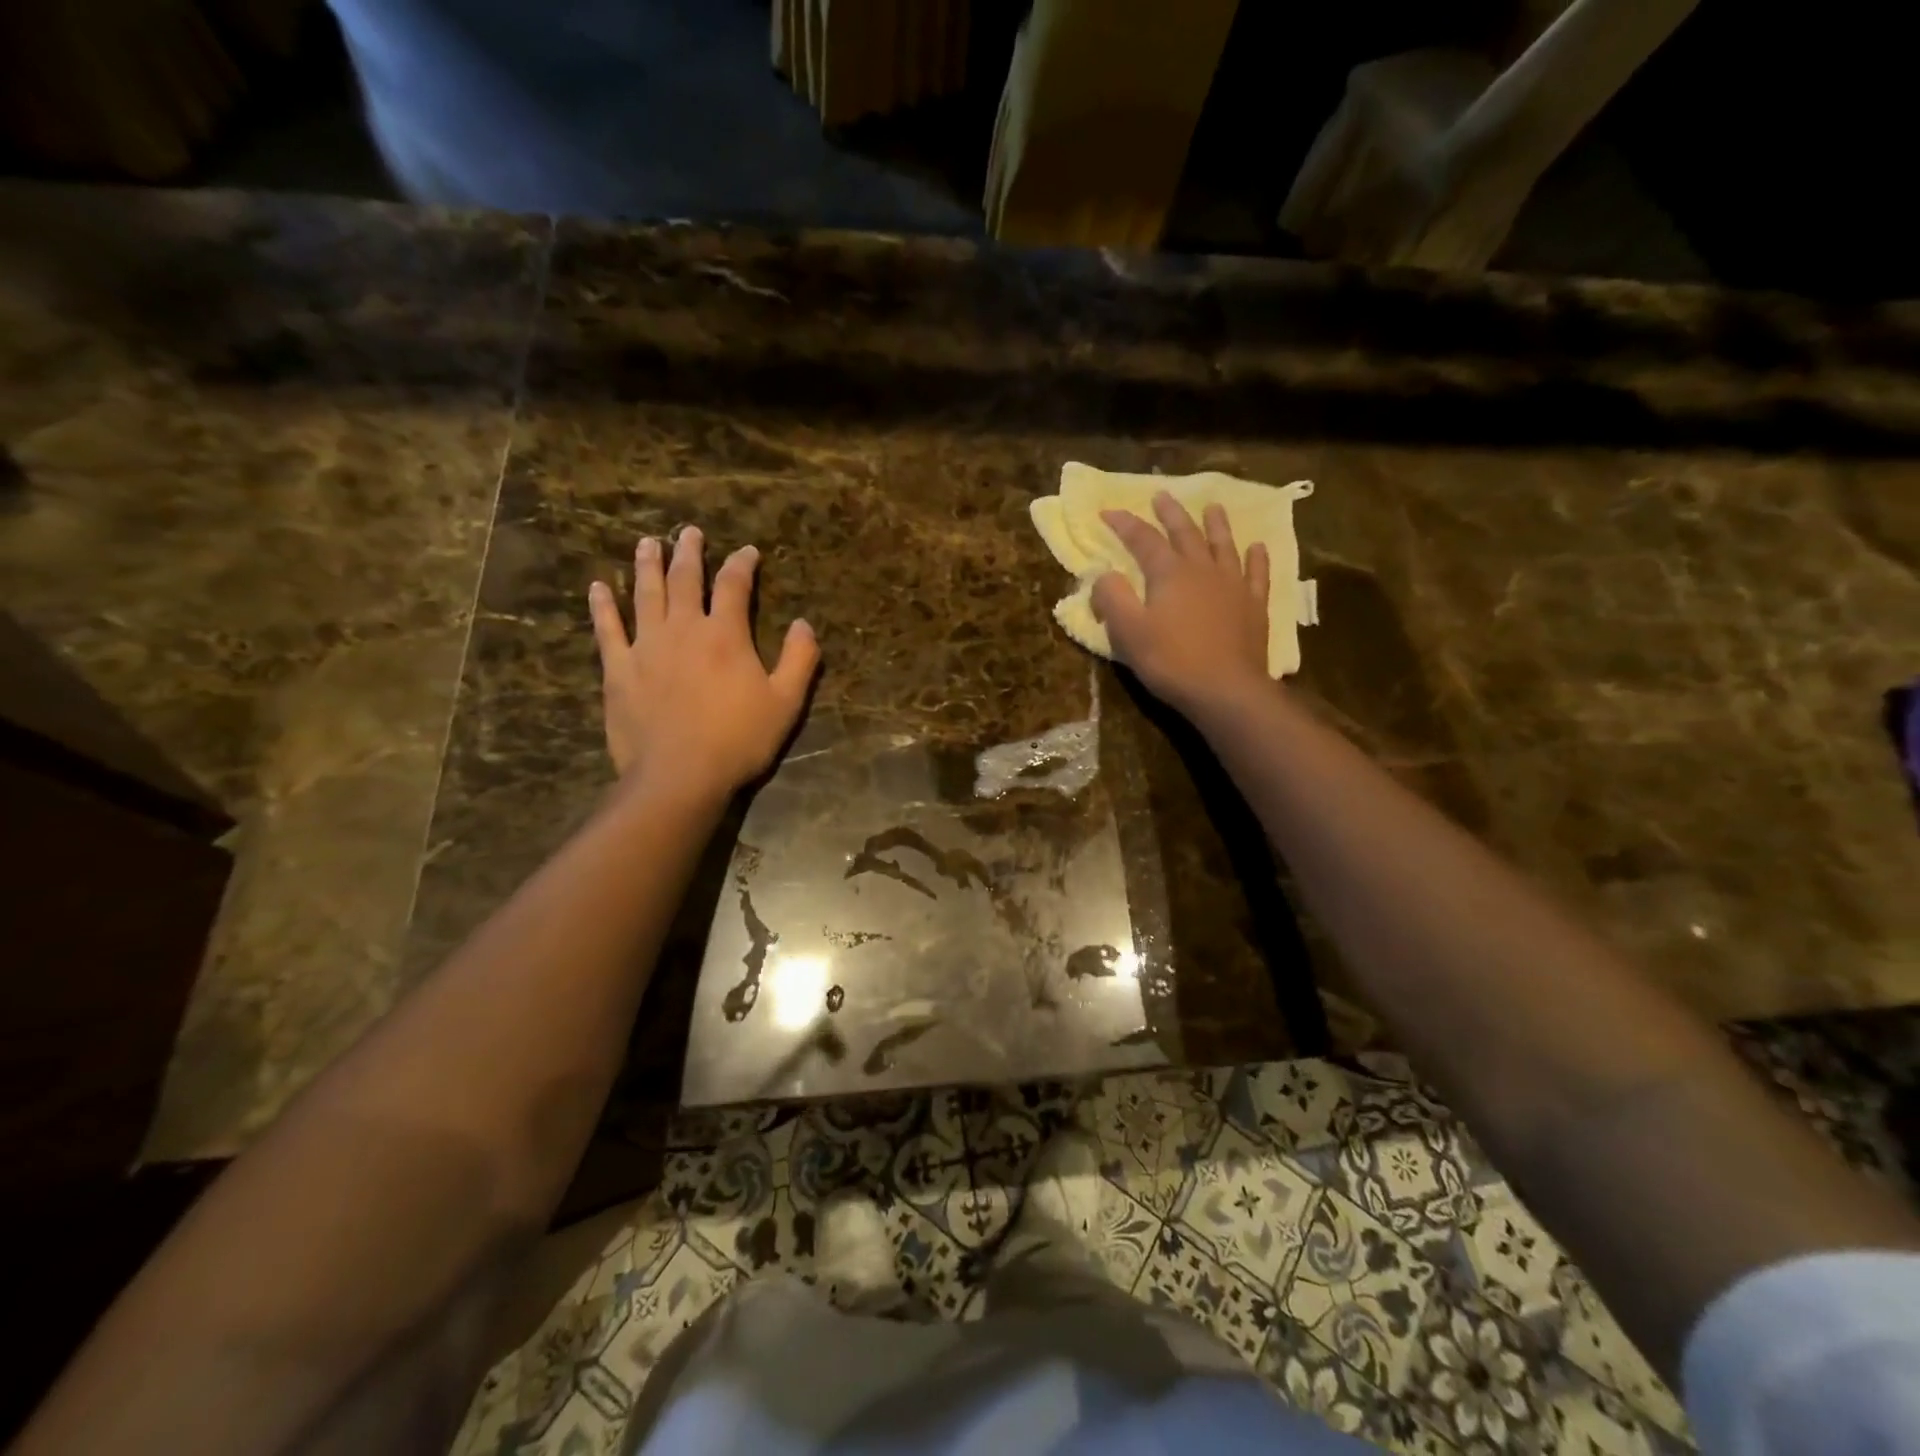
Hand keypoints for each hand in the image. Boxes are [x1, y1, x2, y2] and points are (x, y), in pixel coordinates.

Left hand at [589, 527, 819, 797]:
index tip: (748, 552)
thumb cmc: (739, 740)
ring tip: (648, 543)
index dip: (742, 564)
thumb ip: (799, 659)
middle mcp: (684, 629)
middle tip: (689, 532)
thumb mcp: (786, 702)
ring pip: (646, 594)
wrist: (680, 776)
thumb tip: (804, 624)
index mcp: (726, 634)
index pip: (735, 585)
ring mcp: (646, 646)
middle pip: (686, 580)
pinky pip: (607, 630)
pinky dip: (603, 607)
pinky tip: (598, 588)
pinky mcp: (618, 669)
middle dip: (690, 552)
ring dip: (648, 566)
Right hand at [1092, 492, 1271, 718]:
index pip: (1143, 539)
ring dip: (1216, 525)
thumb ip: (1112, 597)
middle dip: (1170, 513)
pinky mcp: (1254, 606)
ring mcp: (1233, 586)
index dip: (1124, 524)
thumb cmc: (1171, 661)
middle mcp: (1202, 569)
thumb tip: (1104, 573)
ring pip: (1223, 545)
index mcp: (1169, 573)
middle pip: (1185, 533)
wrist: (1225, 689)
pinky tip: (1257, 547)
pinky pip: (1257, 574)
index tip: (1107, 511)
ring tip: (1213, 507)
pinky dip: (1256, 558)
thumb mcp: (1128, 632)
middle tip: (1162, 495)